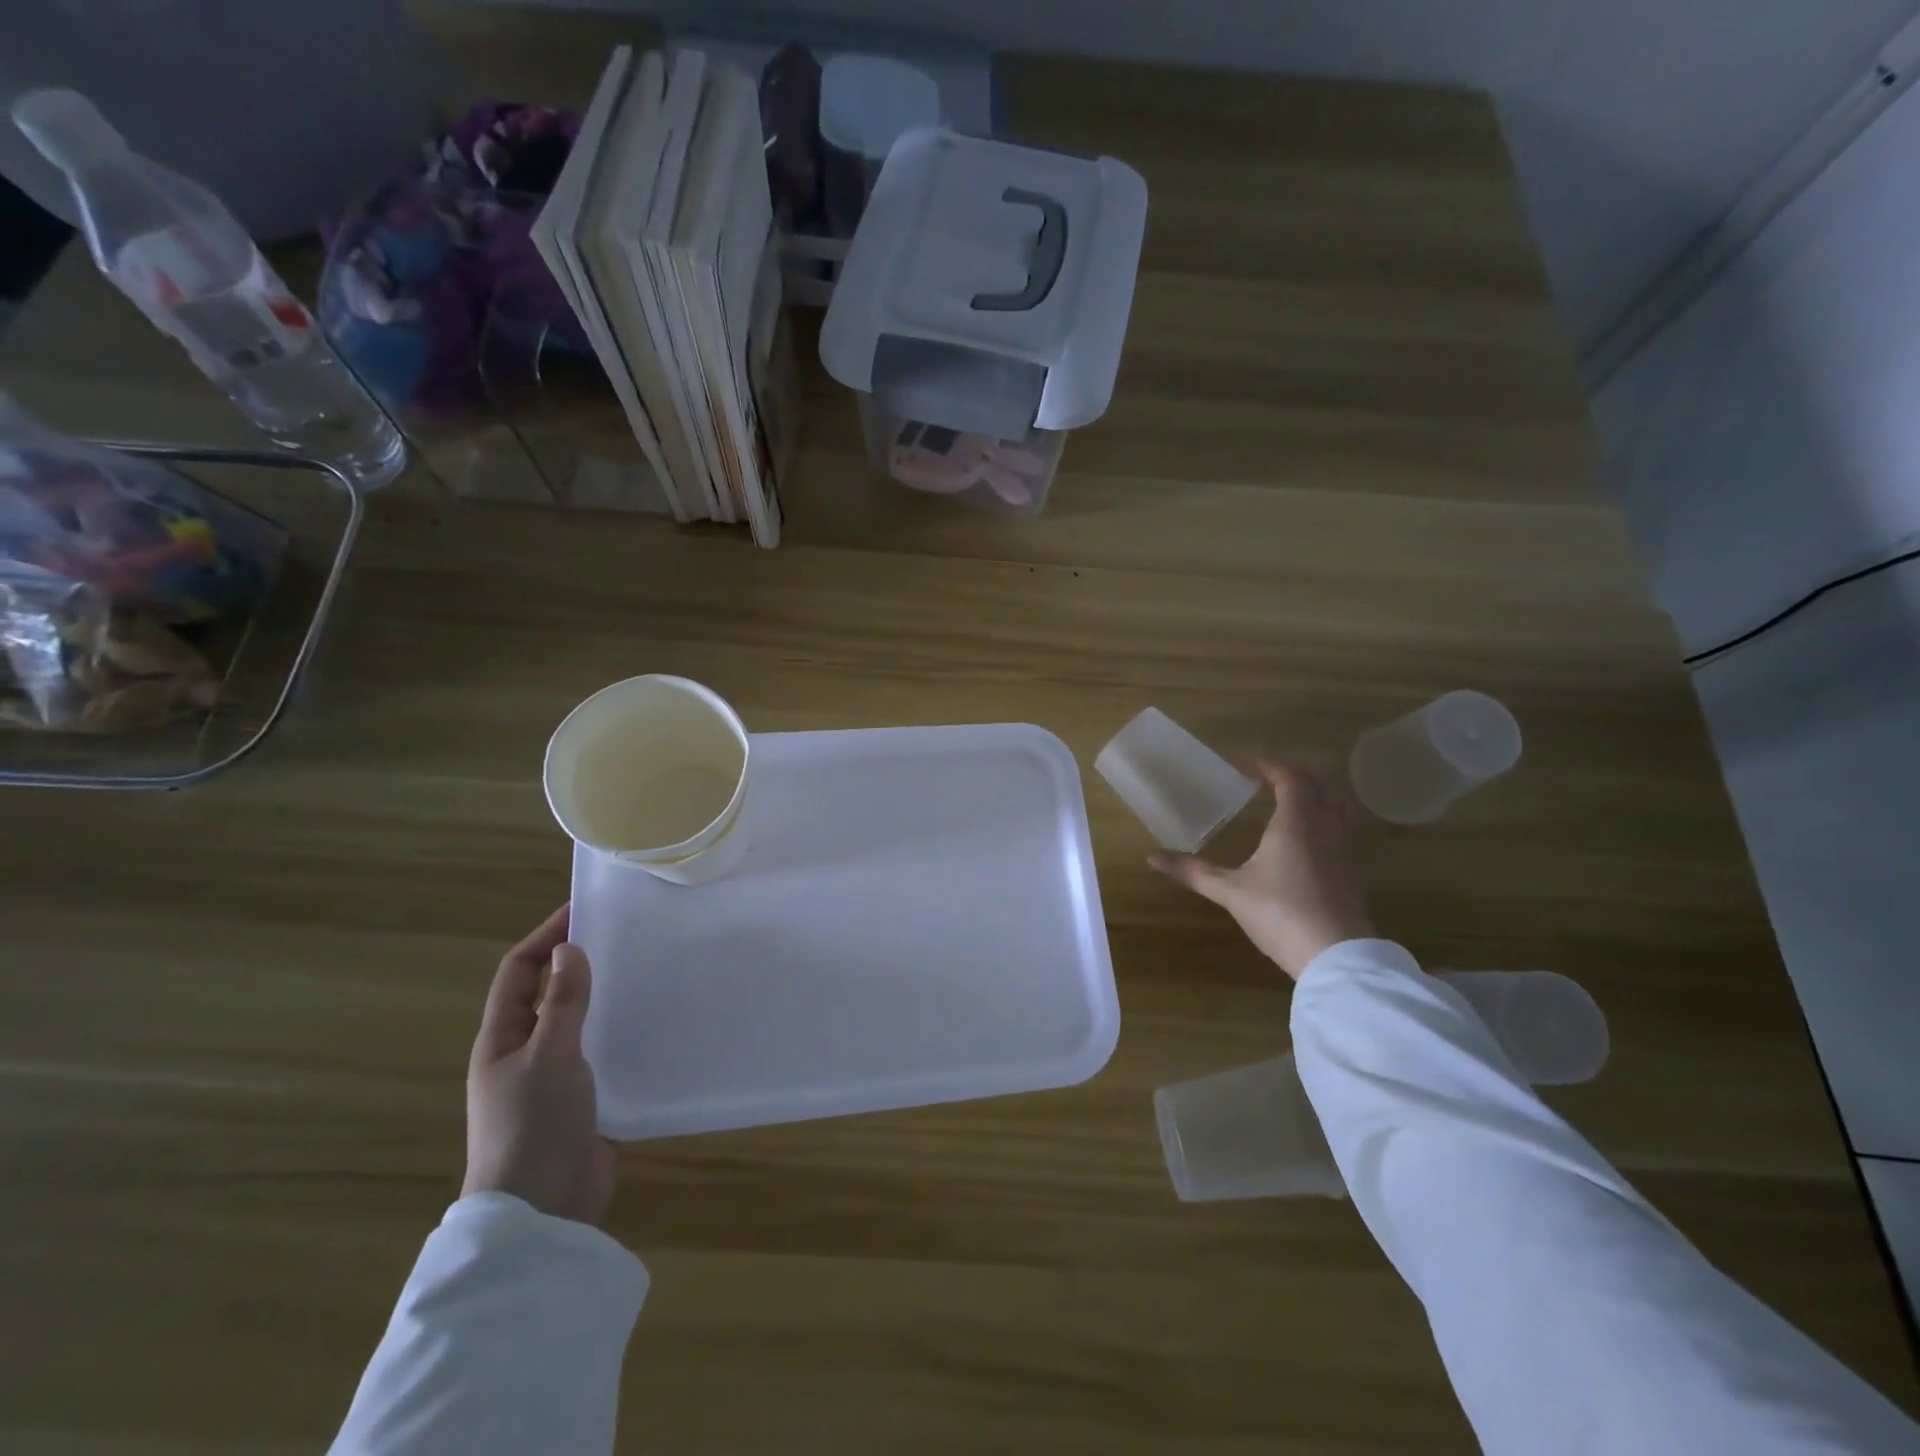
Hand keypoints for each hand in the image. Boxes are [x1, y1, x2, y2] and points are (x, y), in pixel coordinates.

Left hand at [462, 904, 616, 1225]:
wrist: (542, 1211)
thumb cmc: (535, 1125)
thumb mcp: (550, 1056)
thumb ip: (562, 1003)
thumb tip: (569, 948)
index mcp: (501, 1039)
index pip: (518, 972)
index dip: (545, 937)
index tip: (585, 910)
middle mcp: (522, 1053)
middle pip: (546, 992)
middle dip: (576, 961)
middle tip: (622, 936)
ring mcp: (550, 1078)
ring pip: (575, 1021)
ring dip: (600, 995)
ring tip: (642, 972)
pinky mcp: (580, 1099)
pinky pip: (598, 1051)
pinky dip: (617, 1030)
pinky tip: (649, 1024)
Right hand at [1150, 761, 1374, 979]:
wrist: (1336, 957)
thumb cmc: (1280, 914)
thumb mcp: (1230, 892)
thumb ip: (1193, 872)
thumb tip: (1152, 857)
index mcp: (1296, 823)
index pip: (1291, 779)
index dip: (1273, 767)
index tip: (1251, 766)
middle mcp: (1326, 827)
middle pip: (1323, 787)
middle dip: (1299, 777)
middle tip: (1274, 780)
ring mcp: (1345, 850)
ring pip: (1341, 807)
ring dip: (1320, 796)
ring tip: (1296, 802)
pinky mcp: (1353, 872)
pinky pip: (1345, 830)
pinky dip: (1328, 820)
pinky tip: (1310, 840)